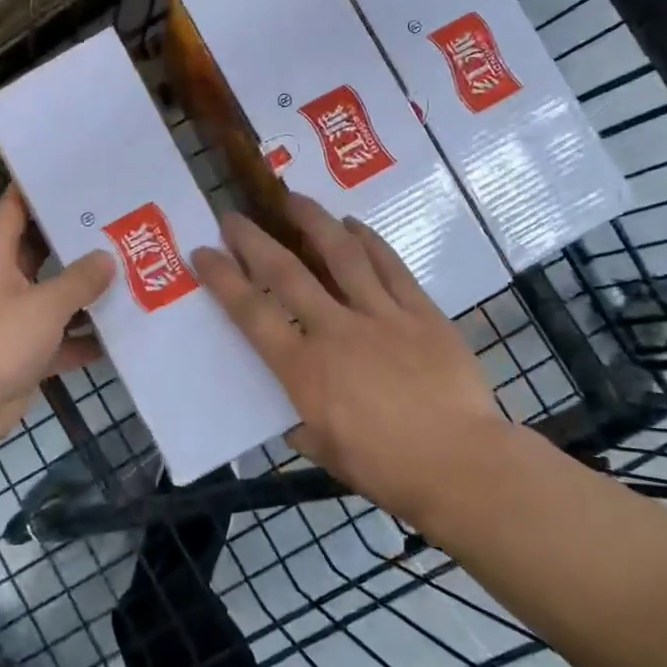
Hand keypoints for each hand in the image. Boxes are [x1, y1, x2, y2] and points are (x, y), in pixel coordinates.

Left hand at [0, 186, 114, 455]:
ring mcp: (13, 318)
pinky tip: (120, 333)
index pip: (16, 208)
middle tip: (118, 223)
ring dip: (85, 292)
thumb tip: (107, 259)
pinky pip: (59, 337)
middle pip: (41, 251)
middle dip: (76, 241)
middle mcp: (3, 281)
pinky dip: (83, 337)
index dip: (39, 188)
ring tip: (130, 272)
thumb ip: (79, 280)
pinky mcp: (24, 353)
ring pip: (54, 296)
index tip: (74, 173)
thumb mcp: (44, 304)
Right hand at [190, 195, 516, 526]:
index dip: (223, 279)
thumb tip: (293, 410)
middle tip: (234, 216)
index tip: (203, 252)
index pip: (252, 314)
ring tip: (294, 198)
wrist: (462, 465)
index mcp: (305, 369)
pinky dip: (370, 241)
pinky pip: (391, 267)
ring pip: (342, 255)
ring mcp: (382, 315)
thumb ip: (301, 422)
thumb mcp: (326, 452)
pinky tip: (354, 224)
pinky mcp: (422, 313)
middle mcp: (336, 330)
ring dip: (314, 222)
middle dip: (255, 240)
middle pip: (288, 273)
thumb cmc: (387, 469)